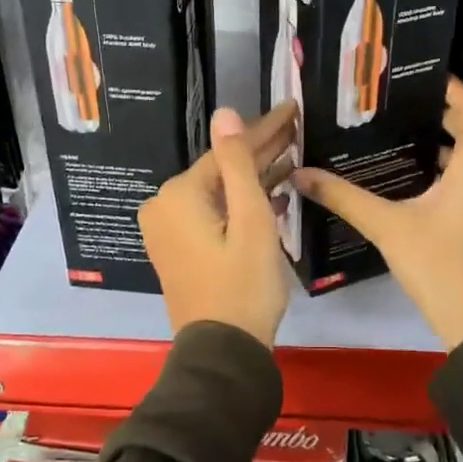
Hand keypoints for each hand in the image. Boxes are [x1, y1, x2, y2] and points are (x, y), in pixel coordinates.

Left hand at [139, 101, 297, 346]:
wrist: (223, 352)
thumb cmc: (244, 284)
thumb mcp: (251, 220)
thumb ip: (238, 163)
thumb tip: (224, 113)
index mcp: (179, 194)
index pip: (228, 150)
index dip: (265, 130)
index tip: (293, 109)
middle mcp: (164, 205)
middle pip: (221, 169)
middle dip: (261, 150)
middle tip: (297, 128)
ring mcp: (168, 228)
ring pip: (219, 191)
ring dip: (255, 177)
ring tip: (292, 156)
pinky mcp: (178, 247)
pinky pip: (212, 212)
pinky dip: (240, 204)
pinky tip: (274, 195)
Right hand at [294, 78, 462, 348]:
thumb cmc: (441, 265)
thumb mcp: (388, 227)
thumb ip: (344, 197)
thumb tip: (300, 173)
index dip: (440, 85)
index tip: (407, 76)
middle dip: (430, 117)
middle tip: (387, 108)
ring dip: (439, 148)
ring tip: (393, 139)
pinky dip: (450, 173)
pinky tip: (414, 182)